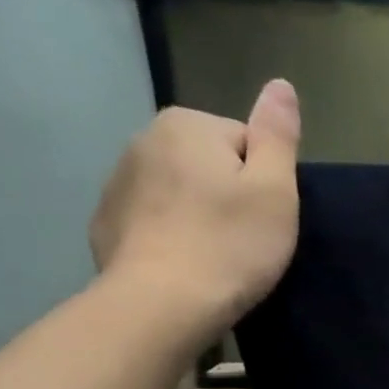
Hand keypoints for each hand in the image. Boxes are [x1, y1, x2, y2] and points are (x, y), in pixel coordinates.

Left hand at [89, 79, 302, 340]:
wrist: (162, 304)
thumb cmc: (230, 246)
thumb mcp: (275, 191)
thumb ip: (278, 135)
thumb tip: (281, 84)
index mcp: (188, 125)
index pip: (246, 144)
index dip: (265, 185)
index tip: (265, 220)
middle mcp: (144, 139)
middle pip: (211, 165)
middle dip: (230, 197)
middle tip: (245, 242)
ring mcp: (118, 182)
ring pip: (180, 193)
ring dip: (200, 217)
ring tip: (216, 259)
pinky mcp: (107, 223)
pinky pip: (153, 221)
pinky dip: (171, 238)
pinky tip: (185, 268)